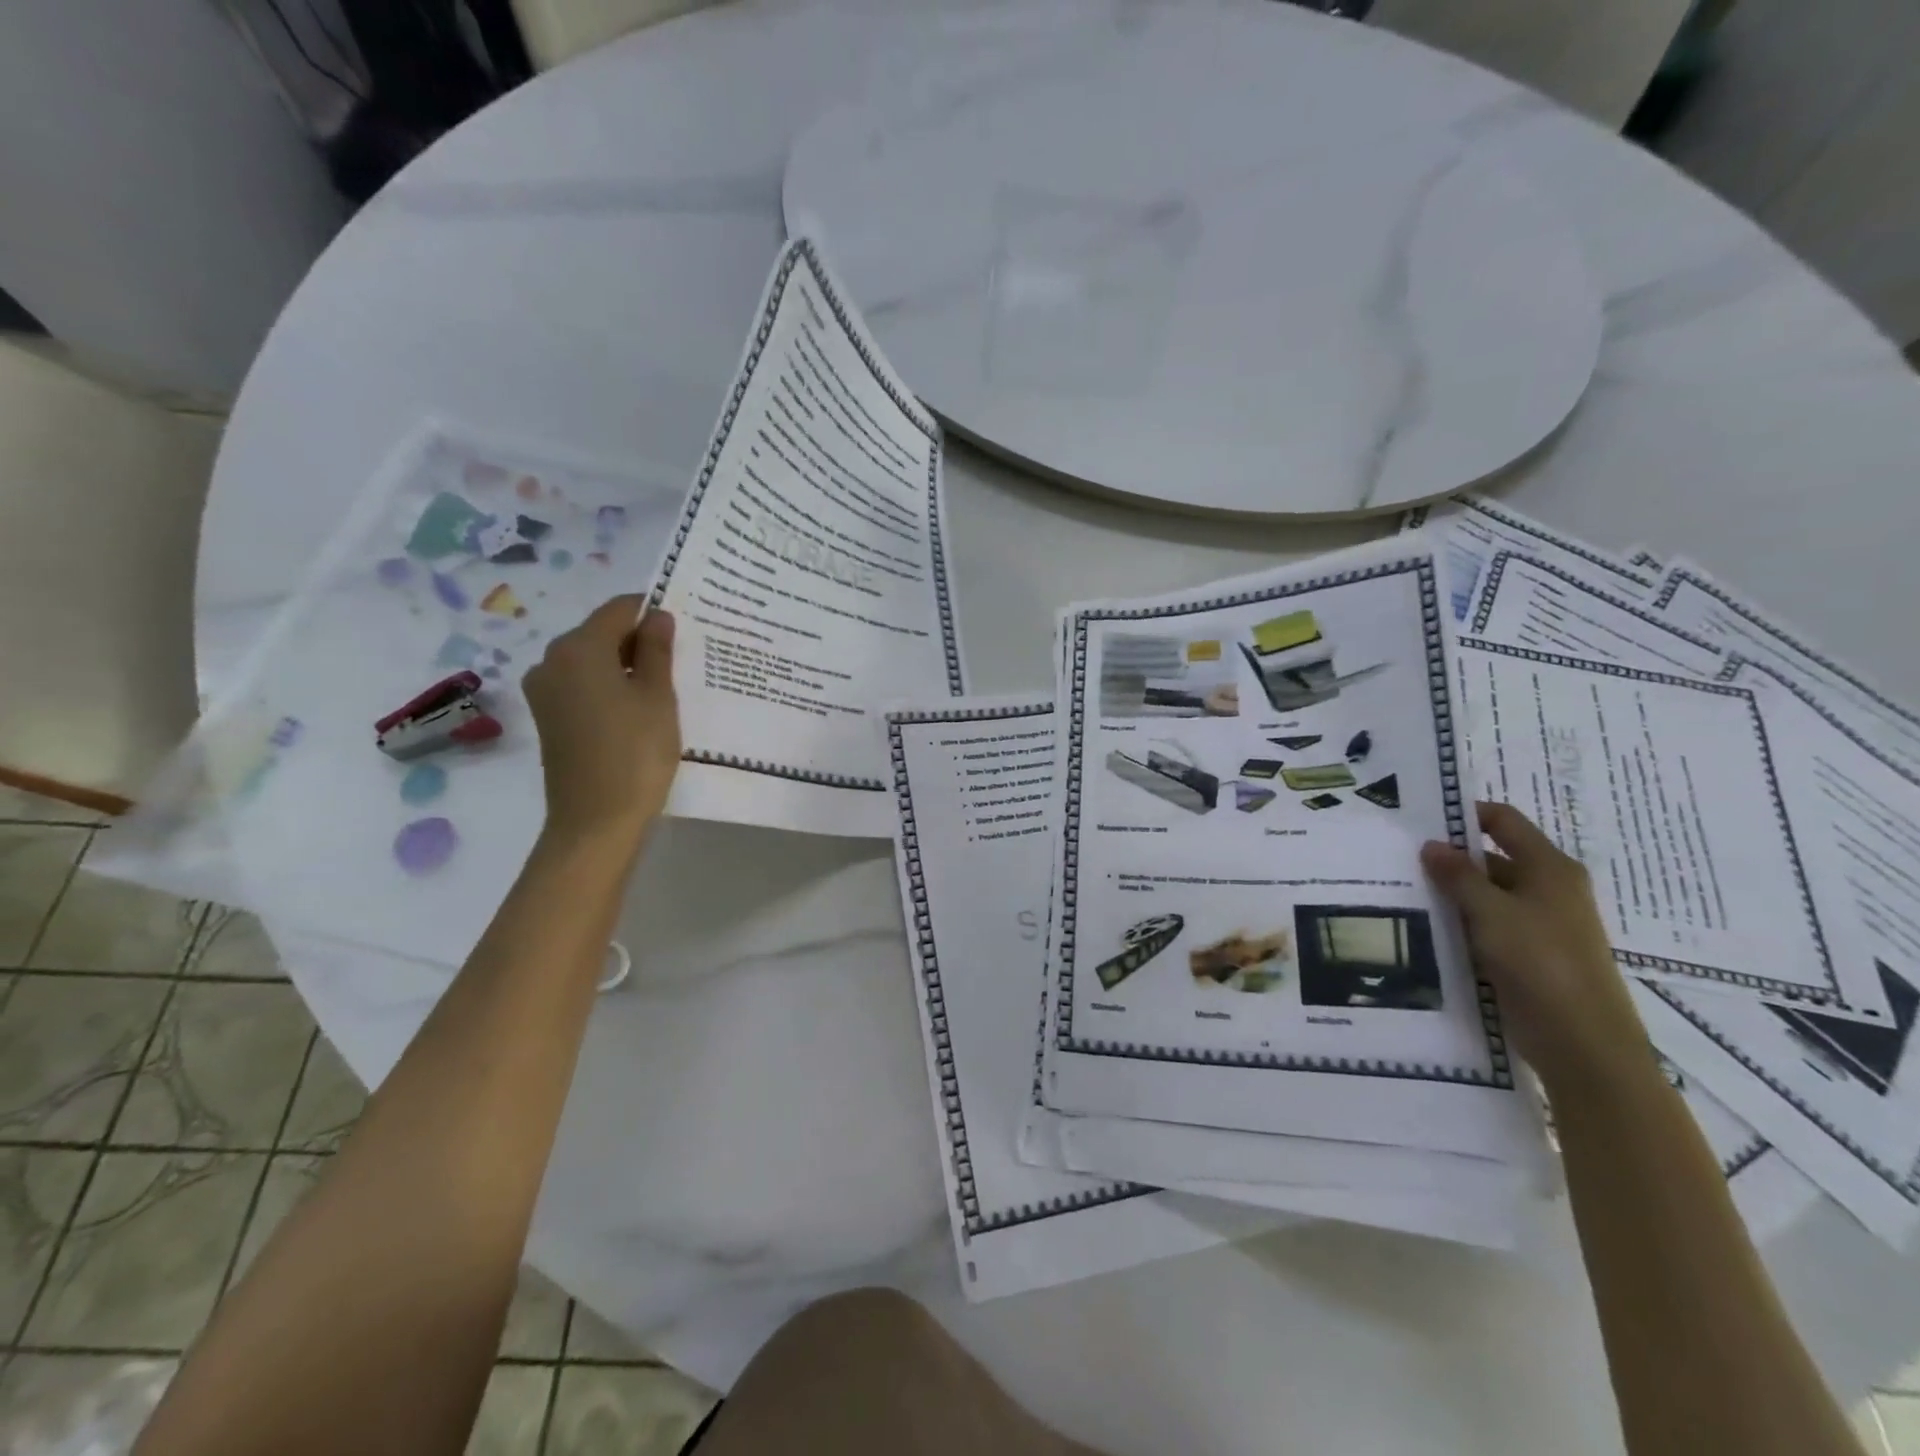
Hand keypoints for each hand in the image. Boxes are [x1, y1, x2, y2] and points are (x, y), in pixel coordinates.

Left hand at [522, 596, 680, 848]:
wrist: (596, 821)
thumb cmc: (636, 753)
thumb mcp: (658, 697)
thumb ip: (657, 650)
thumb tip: (657, 616)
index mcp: (578, 648)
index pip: (620, 609)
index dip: (653, 612)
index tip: (684, 629)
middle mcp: (551, 660)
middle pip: (601, 633)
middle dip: (639, 640)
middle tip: (680, 660)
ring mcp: (545, 691)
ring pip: (592, 660)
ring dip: (626, 665)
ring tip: (663, 687)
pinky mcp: (548, 717)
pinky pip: (582, 685)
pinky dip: (609, 686)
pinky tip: (637, 709)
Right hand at [1421, 802, 1651, 1096]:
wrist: (1583, 1044)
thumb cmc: (1541, 963)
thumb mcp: (1491, 912)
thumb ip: (1458, 875)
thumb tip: (1431, 844)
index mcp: (1550, 868)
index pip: (1504, 820)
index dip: (1465, 814)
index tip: (1419, 819)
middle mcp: (1548, 888)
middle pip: (1492, 857)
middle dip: (1449, 858)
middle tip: (1398, 859)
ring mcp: (1540, 923)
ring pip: (1486, 895)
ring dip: (1451, 893)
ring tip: (1401, 891)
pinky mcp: (1528, 954)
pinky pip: (1487, 925)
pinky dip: (1460, 922)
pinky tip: (1424, 927)